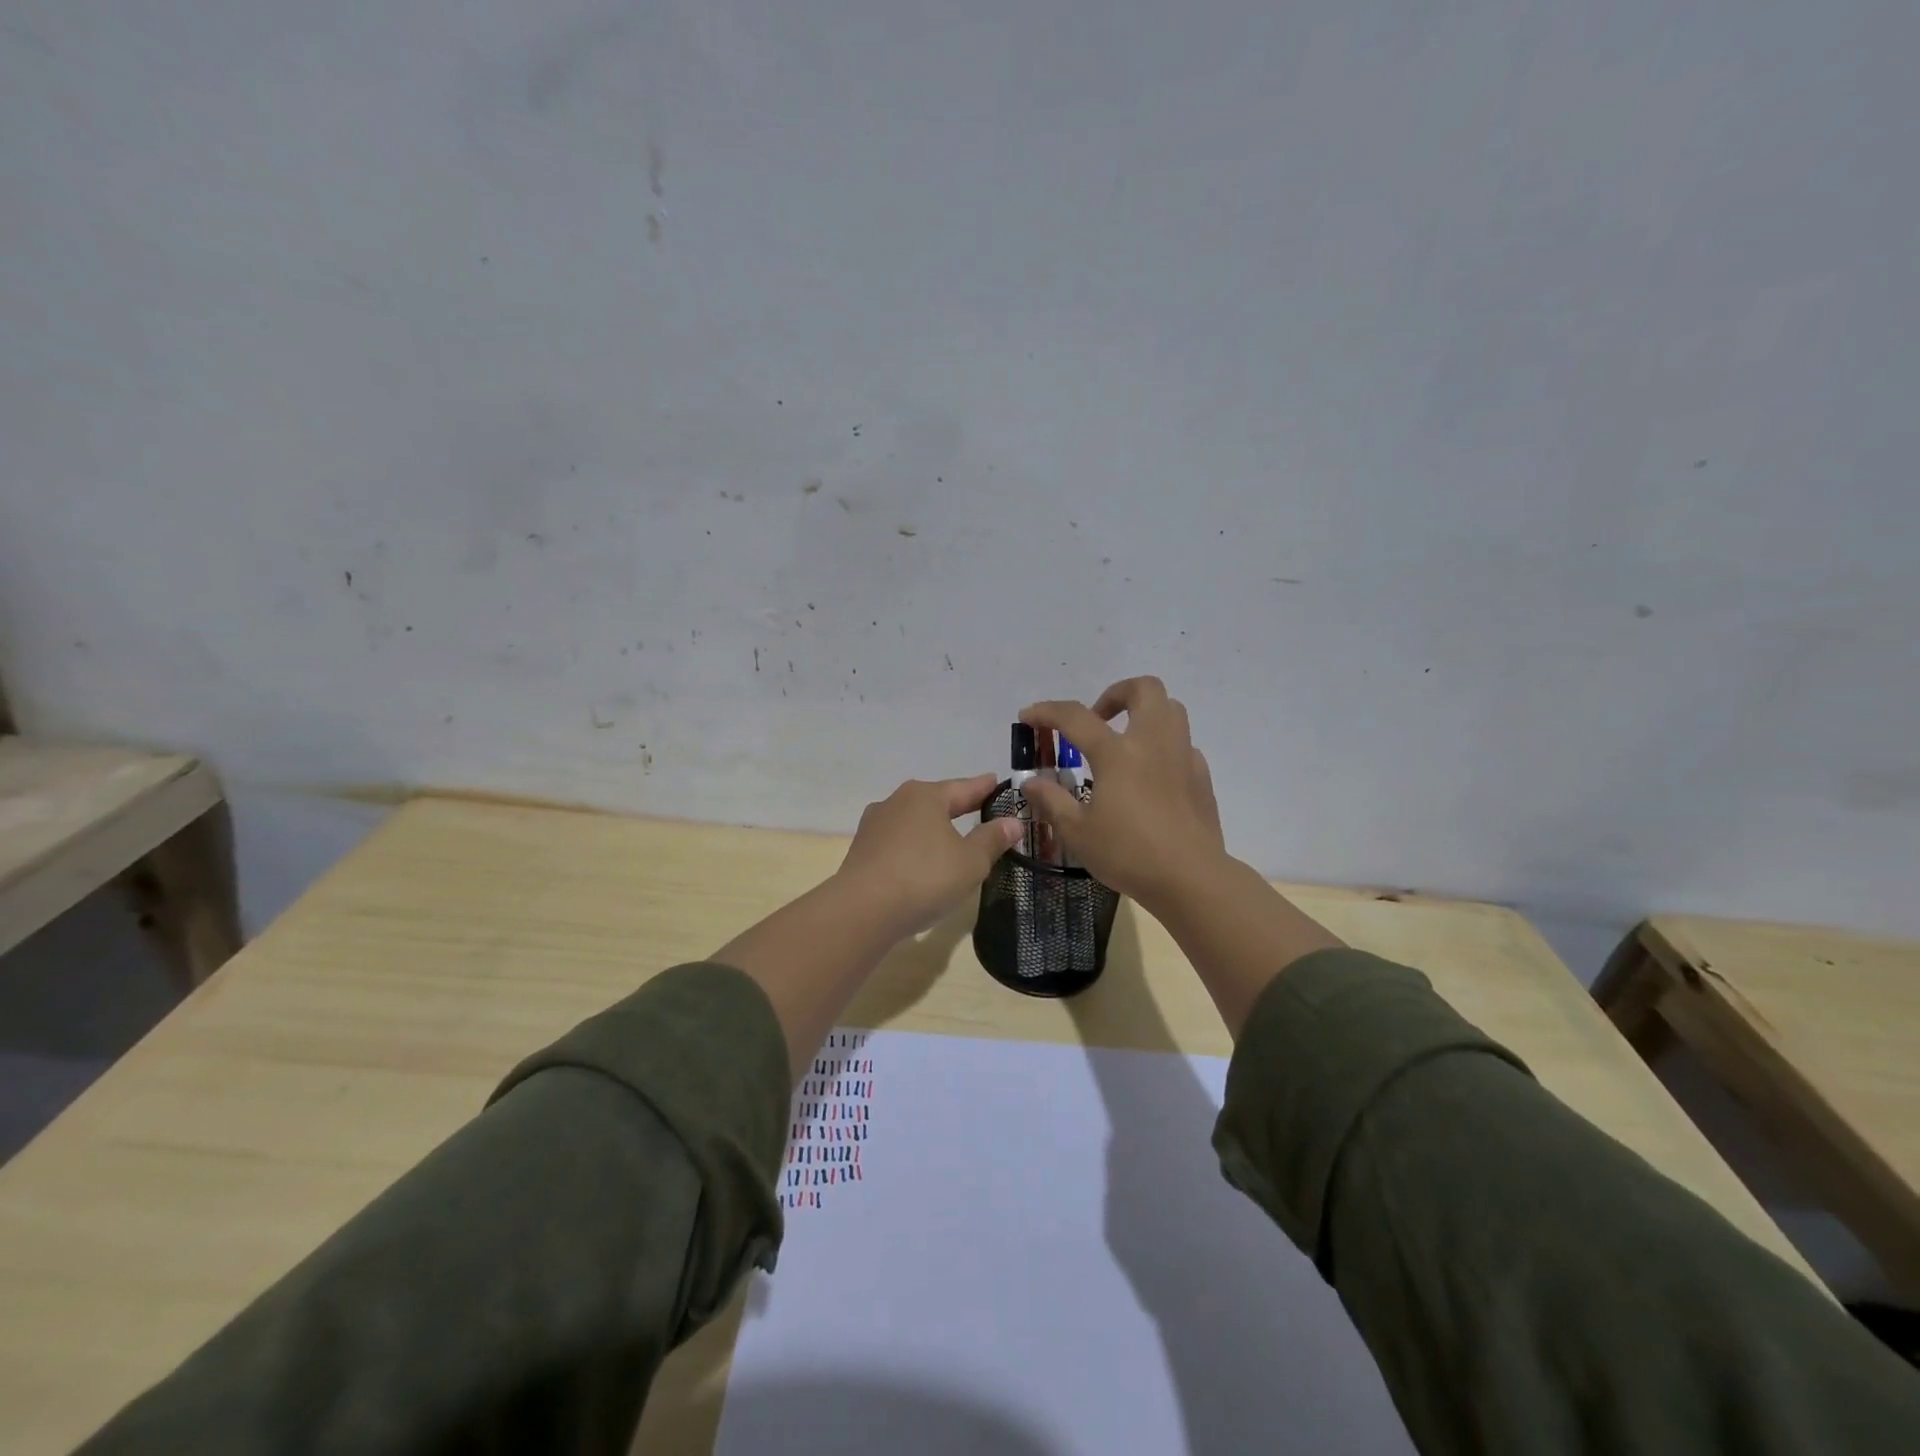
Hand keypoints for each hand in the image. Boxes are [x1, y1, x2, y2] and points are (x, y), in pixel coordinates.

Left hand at [836, 774, 1024, 936]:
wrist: (862, 910)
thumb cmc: (924, 878)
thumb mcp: (970, 861)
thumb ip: (992, 839)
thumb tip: (1012, 821)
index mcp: (926, 796)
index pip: (964, 787)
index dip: (983, 787)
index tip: (996, 782)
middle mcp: (897, 801)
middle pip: (935, 800)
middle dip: (956, 805)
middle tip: (978, 807)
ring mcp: (875, 825)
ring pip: (913, 820)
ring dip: (932, 827)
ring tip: (949, 836)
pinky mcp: (862, 850)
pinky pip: (897, 841)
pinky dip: (914, 846)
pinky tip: (920, 860)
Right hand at [1019, 677, 1228, 912]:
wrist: (1191, 879)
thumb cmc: (1129, 854)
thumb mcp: (1077, 833)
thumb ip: (1051, 801)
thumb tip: (1030, 781)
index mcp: (1117, 753)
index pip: (1076, 716)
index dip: (1047, 711)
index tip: (1028, 717)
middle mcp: (1153, 743)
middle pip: (1144, 688)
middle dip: (1115, 693)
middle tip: (1097, 719)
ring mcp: (1182, 757)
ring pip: (1171, 709)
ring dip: (1144, 713)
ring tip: (1124, 742)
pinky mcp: (1201, 777)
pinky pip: (1183, 744)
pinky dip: (1163, 747)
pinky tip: (1151, 776)